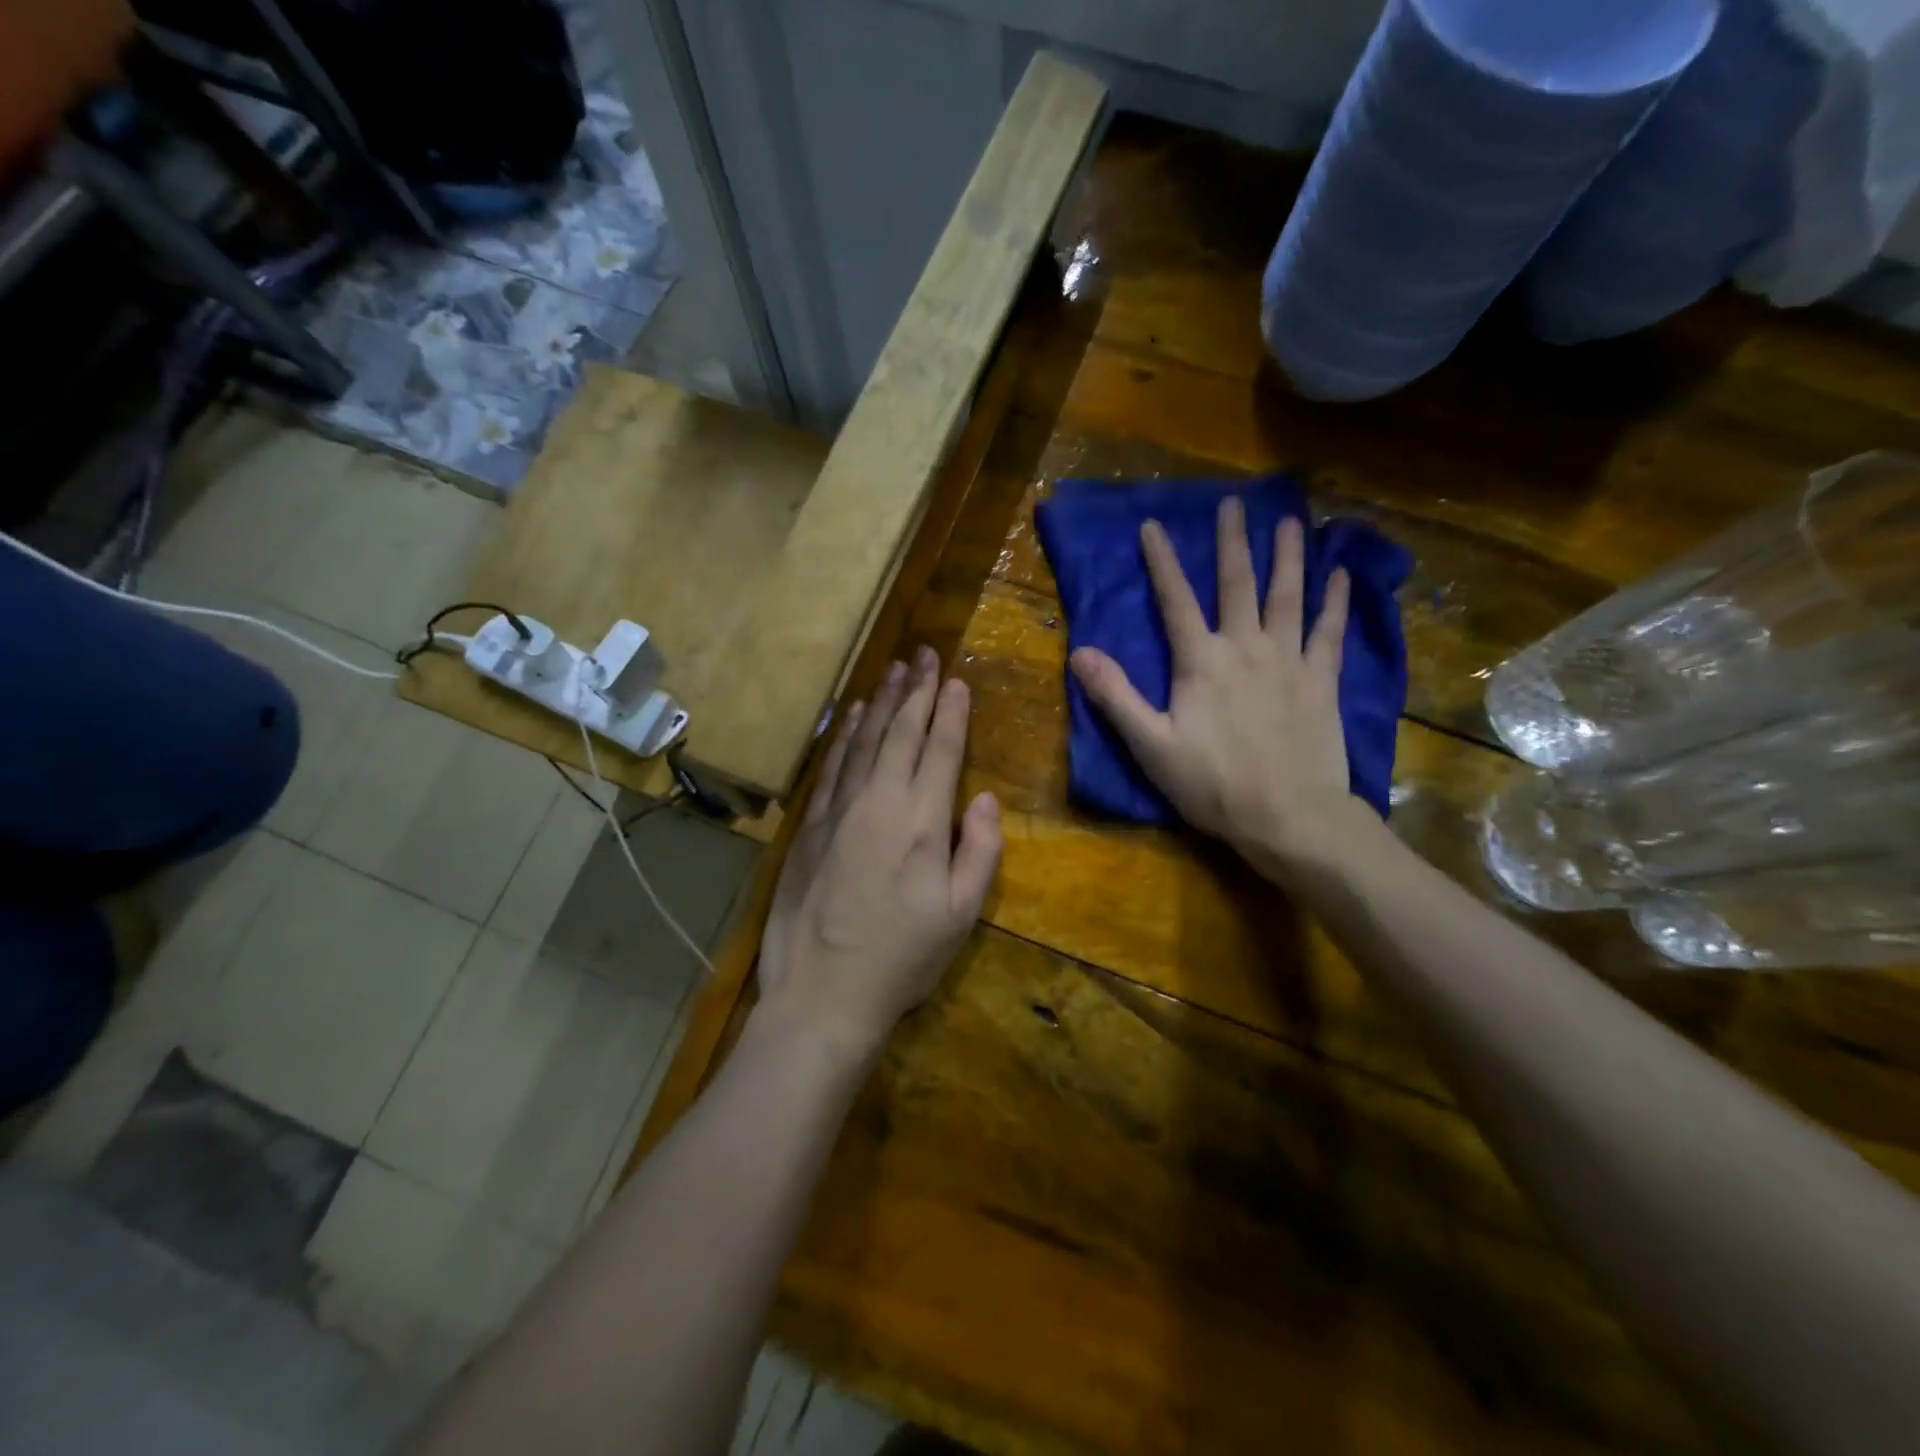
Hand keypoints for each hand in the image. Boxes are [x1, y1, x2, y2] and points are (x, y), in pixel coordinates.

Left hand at [759, 647, 1002, 1061]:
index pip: (941, 750)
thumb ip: (979, 850)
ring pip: (864, 740)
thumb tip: (983, 798)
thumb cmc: (901, 958)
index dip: (951, 711)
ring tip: (895, 670)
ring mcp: (838, 809)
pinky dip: (844, 735)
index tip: (956, 679)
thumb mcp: (961, 915)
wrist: (821, 994)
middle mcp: (879, 801)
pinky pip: (831, 765)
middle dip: (917, 690)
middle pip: (901, 733)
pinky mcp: (810, 824)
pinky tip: (853, 716)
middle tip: (926, 655)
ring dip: (882, 702)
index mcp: (921, 822)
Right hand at [1069, 497, 1366, 878]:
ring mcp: (1289, 661)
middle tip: (1234, 504)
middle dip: (1232, 542)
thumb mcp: (1151, 746)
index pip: (1176, 601)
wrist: (1289, 816)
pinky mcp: (1322, 681)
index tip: (1152, 525)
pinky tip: (1341, 575)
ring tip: (1289, 522)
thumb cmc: (1213, 785)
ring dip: (1287, 557)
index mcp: (1201, 662)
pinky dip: (1336, 601)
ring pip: (1289, 597)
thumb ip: (1117, 697)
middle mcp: (1246, 648)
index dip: (1162, 562)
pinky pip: (1330, 632)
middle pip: (1238, 584)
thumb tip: (1080, 653)